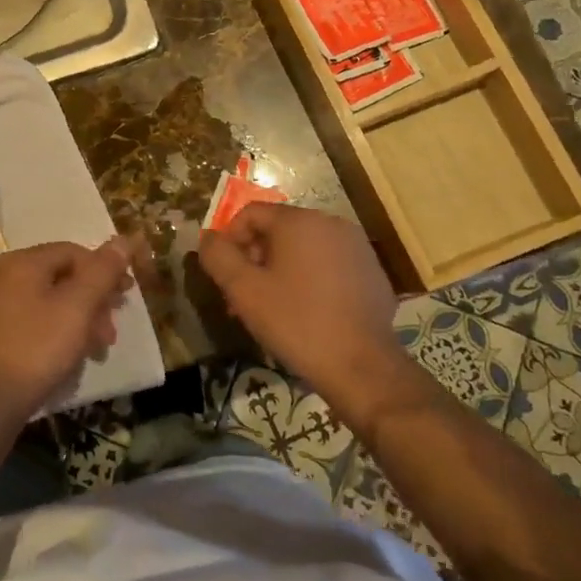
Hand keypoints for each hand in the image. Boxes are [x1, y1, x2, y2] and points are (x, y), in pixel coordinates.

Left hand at [0, 240, 132, 419]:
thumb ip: (102, 271)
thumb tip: (123, 239)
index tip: (125, 298)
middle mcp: (2, 274)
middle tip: (110, 333)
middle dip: (93, 302)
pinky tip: (66, 357)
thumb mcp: (77, 307)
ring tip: (94, 350)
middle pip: (60, 277)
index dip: (105, 271)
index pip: (74, 252)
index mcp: (22, 261)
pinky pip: (31, 320)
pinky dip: (54, 332)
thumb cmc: (36, 349)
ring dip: (77, 321)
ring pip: (47, 301)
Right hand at [198, 204, 400, 410]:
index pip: (251, 213)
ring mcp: (356, 247)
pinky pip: (329, 264)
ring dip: (280, 270)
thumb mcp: (244, 290)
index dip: (230, 240)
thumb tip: (208, 238)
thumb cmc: (297, 323)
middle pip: (278, 230)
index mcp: (300, 221)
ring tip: (272, 308)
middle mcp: (331, 223)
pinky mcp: (372, 271)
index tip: (225, 275)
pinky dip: (310, 279)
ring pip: (304, 248)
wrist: (362, 367)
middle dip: (255, 258)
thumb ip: (218, 256)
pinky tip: (306, 313)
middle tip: (244, 296)